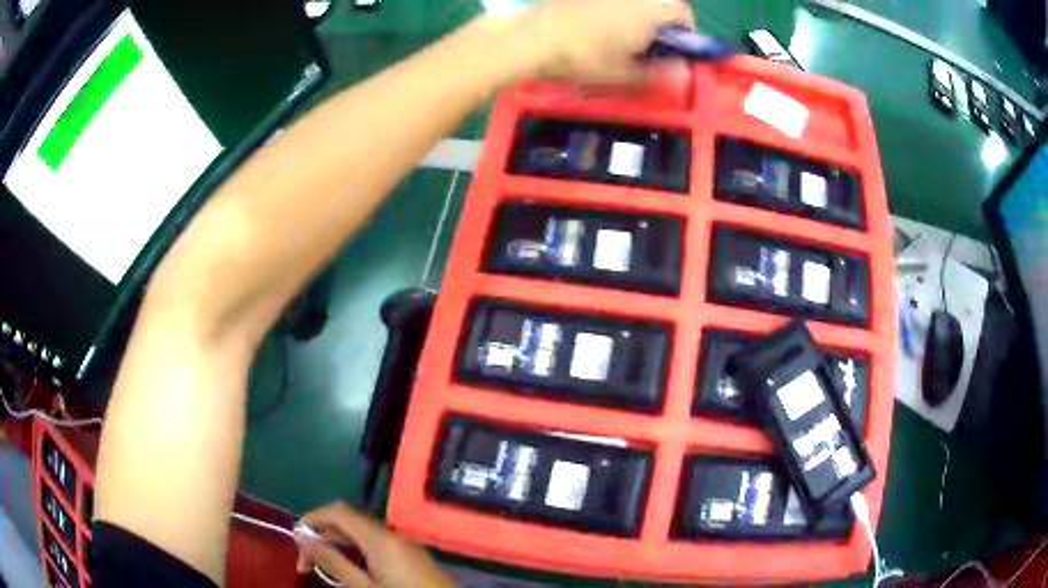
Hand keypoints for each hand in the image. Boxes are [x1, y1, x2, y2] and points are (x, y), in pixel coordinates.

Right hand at [296, 502, 456, 587]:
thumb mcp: (364, 587)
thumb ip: (334, 562)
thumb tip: (303, 539)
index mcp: (379, 537)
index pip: (338, 511)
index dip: (312, 518)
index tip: (294, 538)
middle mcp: (391, 534)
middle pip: (348, 522)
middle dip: (322, 536)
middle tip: (304, 563)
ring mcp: (403, 544)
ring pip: (361, 535)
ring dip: (337, 546)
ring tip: (320, 568)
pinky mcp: (410, 556)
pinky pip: (375, 545)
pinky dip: (356, 552)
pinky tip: (348, 571)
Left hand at [525, 0, 695, 84]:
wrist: (530, 38)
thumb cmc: (581, 57)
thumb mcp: (622, 73)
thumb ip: (658, 72)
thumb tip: (684, 73)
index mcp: (649, 11)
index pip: (683, 12)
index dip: (686, 29)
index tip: (678, 46)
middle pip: (662, 1)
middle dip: (665, 18)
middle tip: (652, 41)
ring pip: (638, 0)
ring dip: (642, 12)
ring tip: (626, 33)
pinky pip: (615, 0)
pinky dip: (618, 7)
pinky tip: (601, 22)